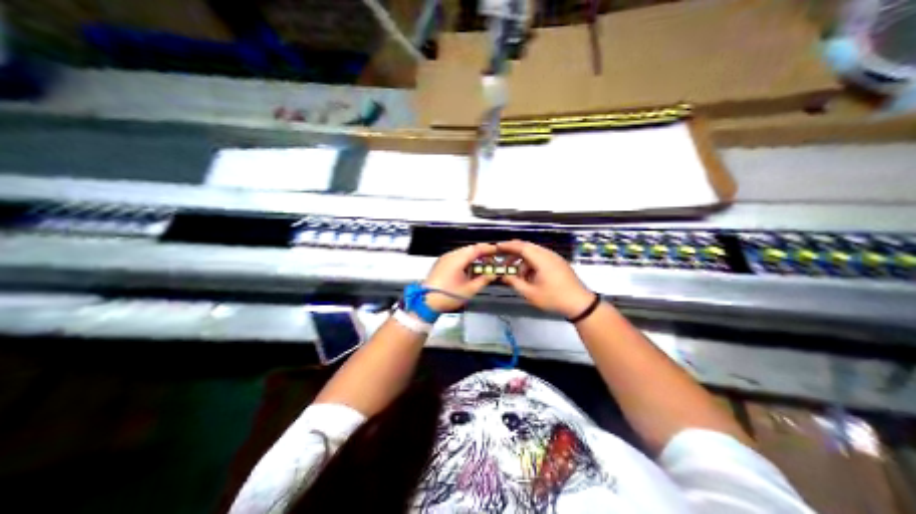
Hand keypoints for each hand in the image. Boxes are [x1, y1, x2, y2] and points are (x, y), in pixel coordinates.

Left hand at [424, 242, 497, 310]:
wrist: (426, 302)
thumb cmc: (447, 296)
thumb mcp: (470, 289)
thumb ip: (484, 279)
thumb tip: (493, 274)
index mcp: (457, 259)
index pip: (476, 249)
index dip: (488, 249)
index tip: (497, 251)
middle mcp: (450, 256)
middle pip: (469, 249)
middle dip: (482, 253)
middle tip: (492, 260)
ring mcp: (444, 259)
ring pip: (462, 253)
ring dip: (473, 257)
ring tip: (483, 266)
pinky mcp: (441, 264)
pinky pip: (456, 258)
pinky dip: (465, 261)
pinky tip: (470, 269)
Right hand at [494, 240, 594, 315]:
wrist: (579, 303)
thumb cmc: (554, 298)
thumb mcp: (530, 293)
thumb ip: (515, 282)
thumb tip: (504, 275)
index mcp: (542, 259)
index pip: (522, 247)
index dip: (508, 246)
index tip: (497, 247)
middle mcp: (548, 255)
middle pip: (528, 248)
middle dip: (514, 254)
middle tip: (504, 262)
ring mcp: (555, 258)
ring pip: (534, 254)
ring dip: (523, 262)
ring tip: (517, 276)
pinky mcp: (558, 263)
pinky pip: (541, 259)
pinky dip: (532, 265)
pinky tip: (529, 278)